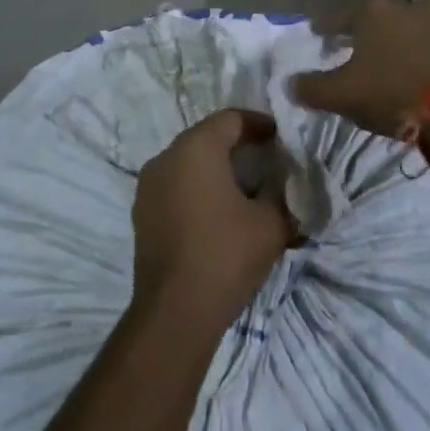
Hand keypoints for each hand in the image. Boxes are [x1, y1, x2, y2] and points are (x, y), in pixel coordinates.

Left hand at [132, 111, 293, 330]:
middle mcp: (166, 155)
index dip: (259, 124)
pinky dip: (196, 188)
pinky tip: (216, 213)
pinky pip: (174, 185)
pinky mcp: (141, 211)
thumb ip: (283, 195)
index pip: (232, 119)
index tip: (281, 138)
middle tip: (267, 162)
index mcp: (196, 147)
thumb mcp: (271, 224)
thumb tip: (287, 184)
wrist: (174, 312)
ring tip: (244, 189)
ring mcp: (148, 184)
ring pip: (188, 161)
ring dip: (215, 168)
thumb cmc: (225, 256)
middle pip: (207, 137)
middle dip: (238, 146)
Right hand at [289, 0, 429, 137]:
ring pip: (409, 21)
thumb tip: (289, 83)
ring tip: (391, 51)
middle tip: (355, 43)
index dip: (324, 26)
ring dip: (399, 33)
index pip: (337, 16)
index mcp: (371, 11)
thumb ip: (311, 88)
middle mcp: (403, 7)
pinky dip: (422, 49)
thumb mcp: (341, 94)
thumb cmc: (389, 91)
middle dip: (365, 26)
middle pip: (377, 13)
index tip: (316, 32)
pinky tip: (415, 65)